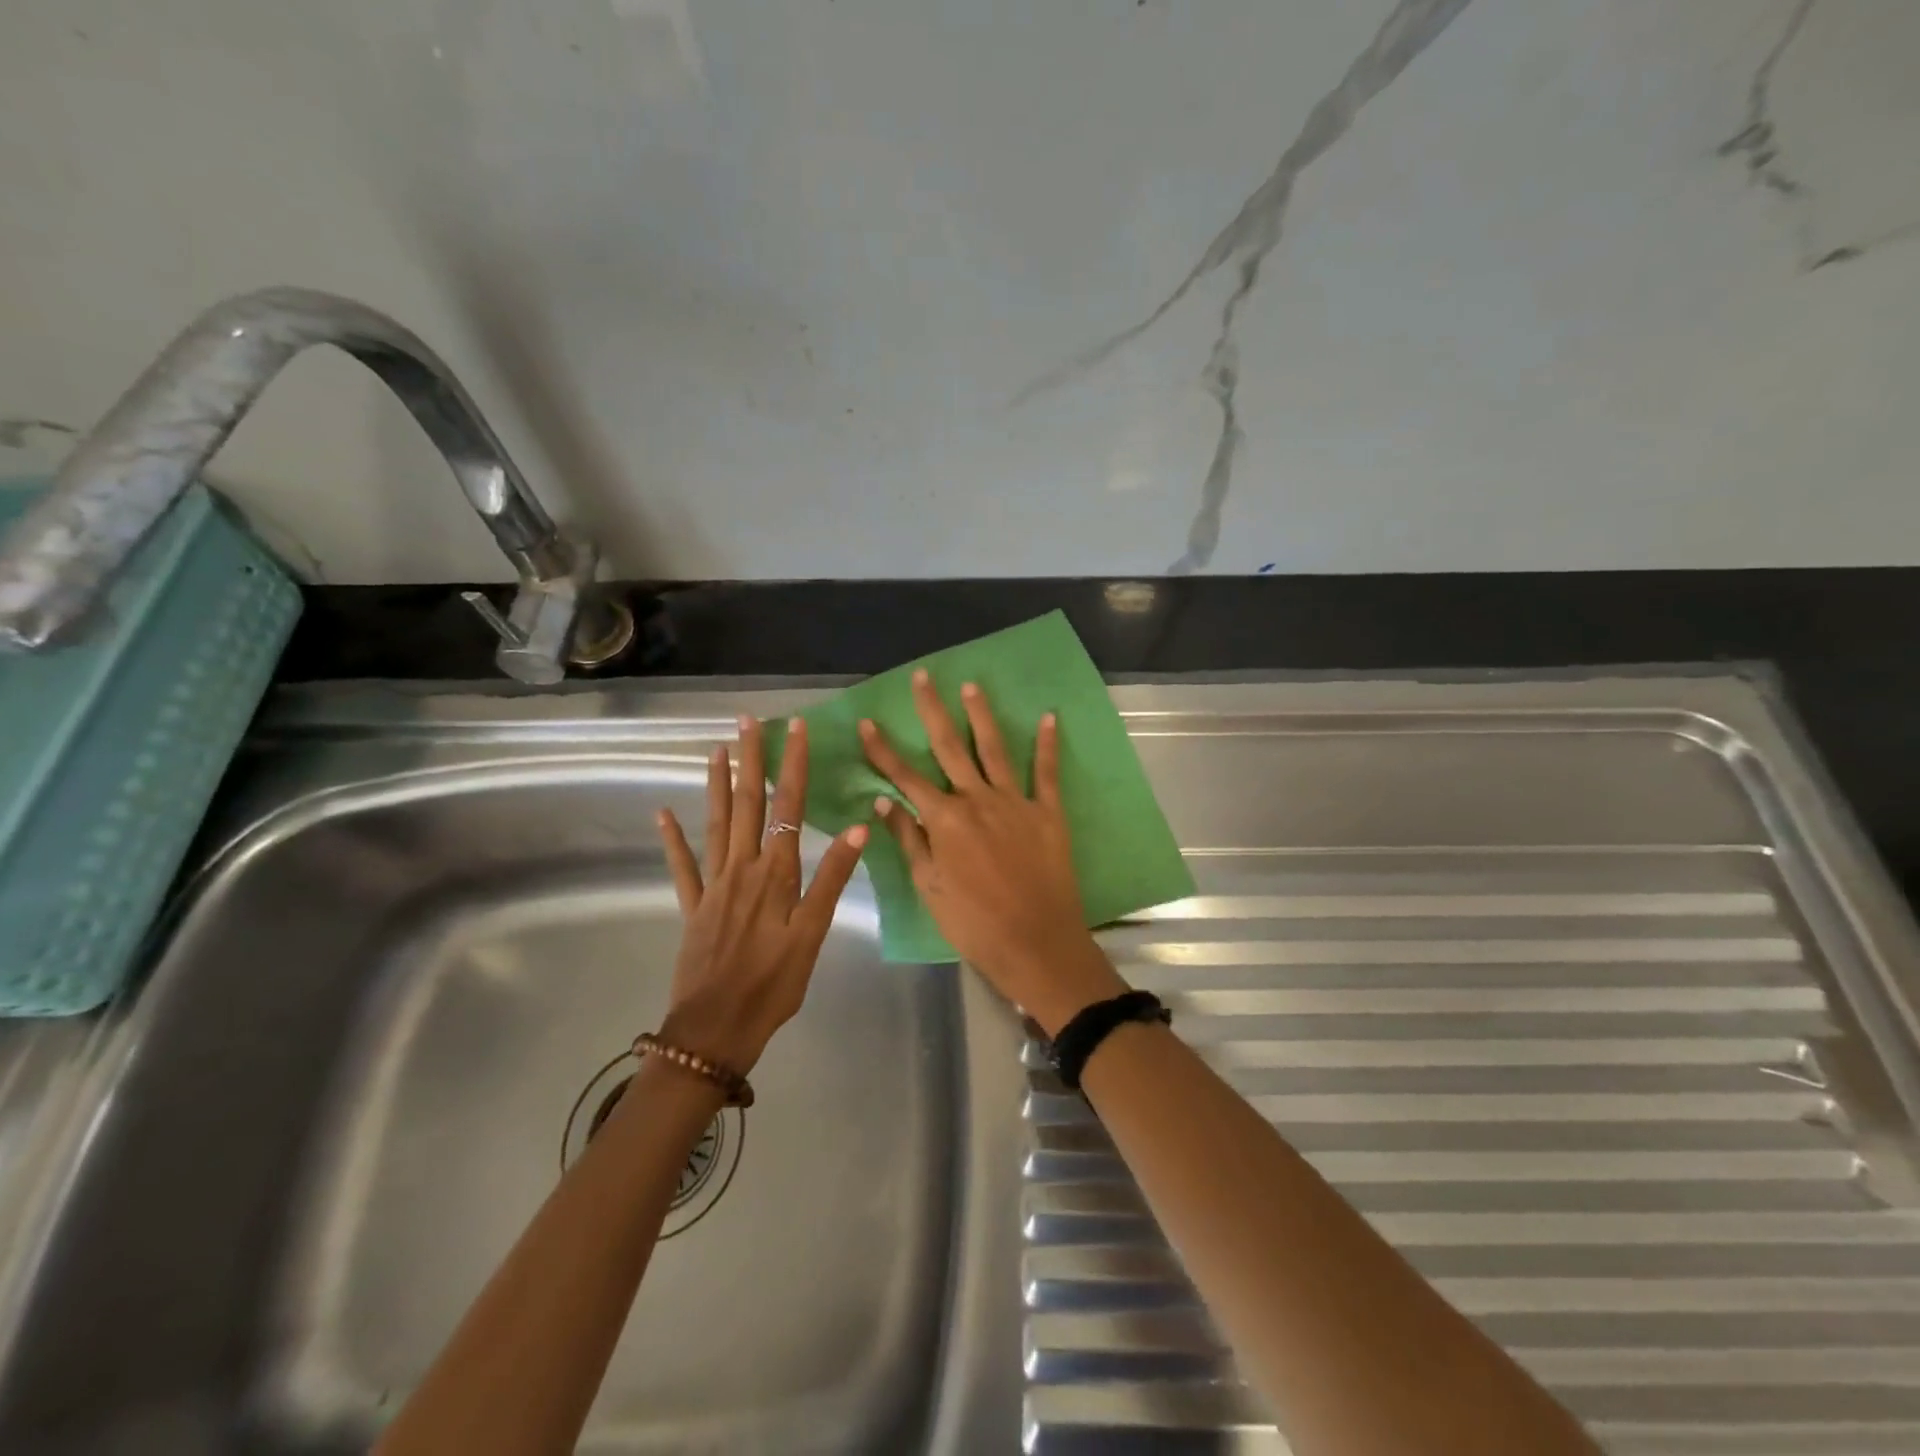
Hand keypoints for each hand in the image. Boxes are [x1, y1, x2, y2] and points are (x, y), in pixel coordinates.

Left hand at [656, 716, 867, 1073]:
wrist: (715, 1030)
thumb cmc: (773, 984)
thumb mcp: (813, 934)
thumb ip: (831, 878)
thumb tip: (859, 828)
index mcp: (775, 873)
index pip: (788, 807)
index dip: (792, 765)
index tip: (794, 728)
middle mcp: (742, 868)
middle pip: (747, 804)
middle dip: (751, 760)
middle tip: (746, 721)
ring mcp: (713, 886)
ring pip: (715, 824)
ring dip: (716, 785)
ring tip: (716, 750)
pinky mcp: (693, 907)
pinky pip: (682, 866)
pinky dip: (673, 839)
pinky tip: (663, 814)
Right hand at [860, 671, 1127, 1035]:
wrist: (1036, 943)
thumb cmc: (974, 923)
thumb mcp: (930, 887)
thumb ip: (908, 839)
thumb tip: (883, 801)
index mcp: (944, 820)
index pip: (905, 777)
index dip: (883, 750)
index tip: (868, 722)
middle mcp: (977, 800)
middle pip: (949, 747)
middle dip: (932, 711)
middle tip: (923, 677)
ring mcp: (1015, 802)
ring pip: (994, 749)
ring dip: (981, 715)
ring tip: (971, 686)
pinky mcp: (1048, 812)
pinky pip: (1046, 772)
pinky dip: (1047, 745)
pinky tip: (1049, 717)